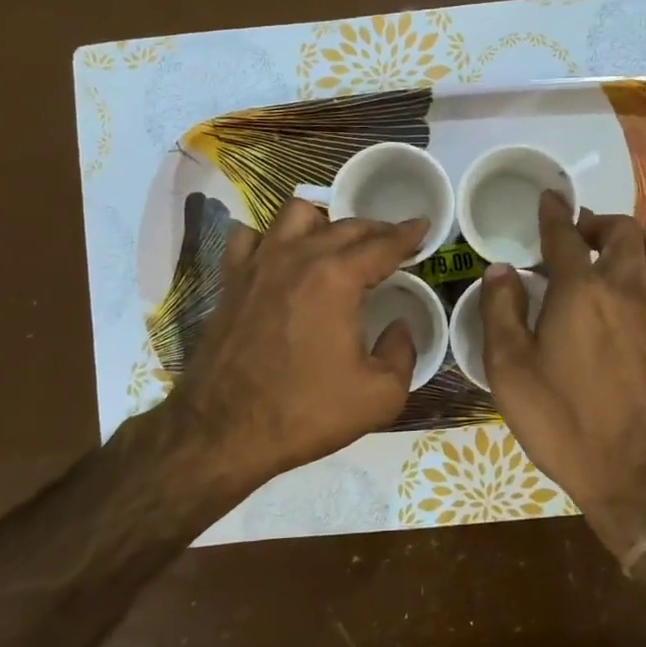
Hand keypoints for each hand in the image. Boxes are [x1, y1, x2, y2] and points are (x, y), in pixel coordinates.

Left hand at [154, 198, 425, 491]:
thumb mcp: (379, 396)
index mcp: (337, 279)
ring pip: (296, 214)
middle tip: (392, 243)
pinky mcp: (231, 280)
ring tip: (337, 245)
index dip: (408, 234)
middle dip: (376, 230)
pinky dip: (271, 238)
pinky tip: (281, 257)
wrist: (222, 432)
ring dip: (324, 223)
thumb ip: (403, 353)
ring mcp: (259, 264)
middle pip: (345, 226)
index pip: (383, 245)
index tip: (423, 226)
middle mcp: (298, 258)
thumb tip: (400, 328)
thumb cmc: (305, 412)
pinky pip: (250, 237)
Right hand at [480, 193, 645, 554]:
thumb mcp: (508, 370)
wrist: (631, 476)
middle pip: (624, 232)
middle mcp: (626, 290)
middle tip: (583, 234)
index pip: (563, 236)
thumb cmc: (561, 422)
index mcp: (579, 291)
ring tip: (633, 251)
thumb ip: (500, 312)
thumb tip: (500, 271)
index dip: (553, 213)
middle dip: (601, 222)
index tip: (549, 199)